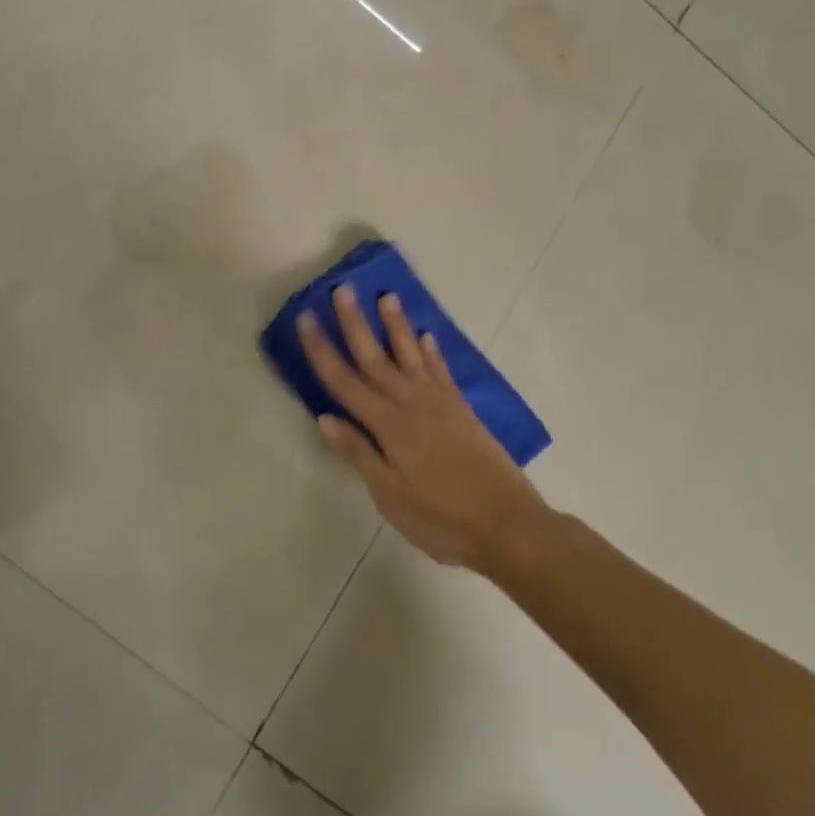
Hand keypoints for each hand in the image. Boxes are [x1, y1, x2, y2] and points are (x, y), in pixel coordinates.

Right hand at [298, 285, 544, 570]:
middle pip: (376, 357)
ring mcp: (441, 405)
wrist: (508, 525)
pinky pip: (442, 372)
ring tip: (387, 296)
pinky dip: (432, 352)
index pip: (344, 381)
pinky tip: (427, 336)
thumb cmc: (441, 518)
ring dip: (396, 326)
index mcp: (388, 425)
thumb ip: (358, 452)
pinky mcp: (463, 411)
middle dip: (355, 323)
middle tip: (342, 289)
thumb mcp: (389, 494)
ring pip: (411, 355)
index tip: (306, 318)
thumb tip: (325, 417)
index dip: (321, 349)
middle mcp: (412, 404)